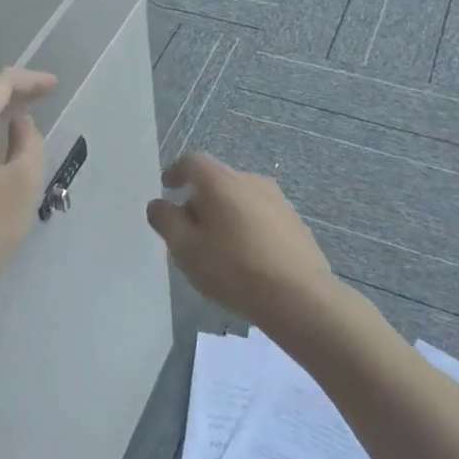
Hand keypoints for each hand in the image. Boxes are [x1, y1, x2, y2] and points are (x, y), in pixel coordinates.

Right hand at [145, 152, 338, 330]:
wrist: (299, 297)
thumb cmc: (233, 268)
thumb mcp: (186, 248)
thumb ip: (166, 221)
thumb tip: (159, 204)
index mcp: (221, 181)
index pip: (193, 162)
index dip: (176, 172)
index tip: (167, 188)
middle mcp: (252, 181)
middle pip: (218, 181)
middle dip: (200, 200)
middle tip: (189, 231)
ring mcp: (279, 202)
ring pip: (242, 200)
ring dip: (226, 216)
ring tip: (218, 249)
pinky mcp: (297, 225)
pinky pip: (262, 218)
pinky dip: (248, 229)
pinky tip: (247, 260)